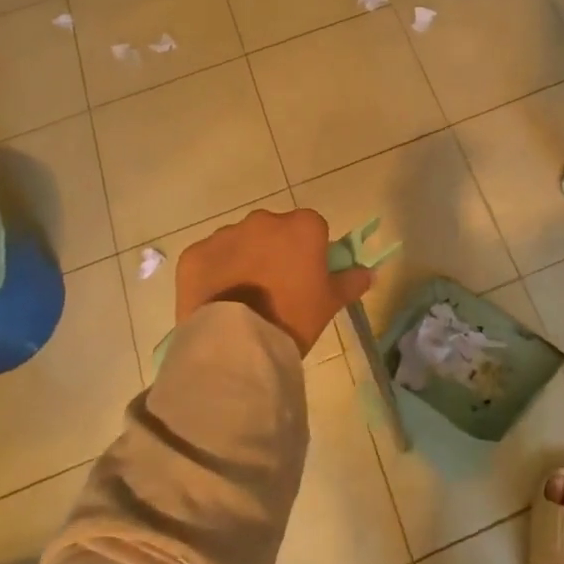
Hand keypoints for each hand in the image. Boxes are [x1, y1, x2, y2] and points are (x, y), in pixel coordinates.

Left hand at [175, 207, 372, 357]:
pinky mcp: (195, 254)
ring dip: (244, 260)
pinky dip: (214, 274)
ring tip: (244, 299)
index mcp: (302, 226)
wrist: (237, 343)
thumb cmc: (293, 317)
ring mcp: (225, 234)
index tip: (307, 278)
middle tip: (276, 289)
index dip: (310, 252)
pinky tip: (218, 301)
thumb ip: (351, 282)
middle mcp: (264, 220)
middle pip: (274, 231)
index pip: (313, 229)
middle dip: (275, 251)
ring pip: (240, 242)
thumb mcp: (329, 303)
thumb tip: (369, 273)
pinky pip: (209, 259)